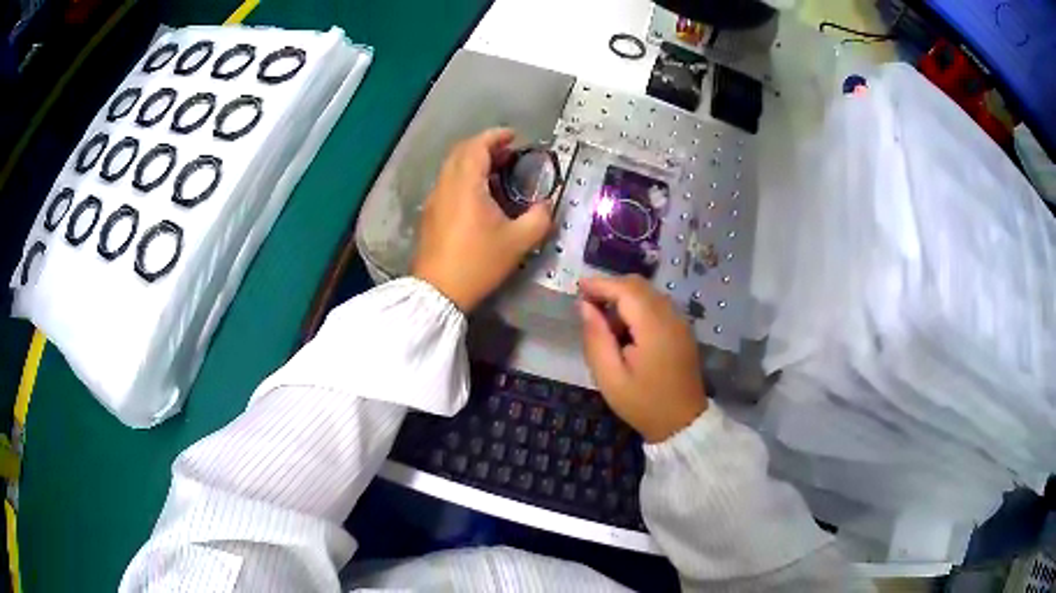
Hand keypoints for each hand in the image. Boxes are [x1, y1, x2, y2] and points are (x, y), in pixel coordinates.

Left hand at [412, 128, 552, 311]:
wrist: (439, 291)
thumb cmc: (478, 262)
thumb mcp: (518, 242)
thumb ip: (539, 218)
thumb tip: (546, 205)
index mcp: (466, 184)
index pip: (477, 146)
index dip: (496, 136)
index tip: (514, 136)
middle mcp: (446, 185)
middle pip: (461, 152)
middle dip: (485, 146)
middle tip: (509, 154)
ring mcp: (434, 199)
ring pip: (452, 167)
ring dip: (473, 162)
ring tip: (497, 173)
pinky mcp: (430, 214)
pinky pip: (447, 183)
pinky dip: (464, 177)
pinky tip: (480, 195)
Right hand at [578, 275, 708, 442]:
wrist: (682, 422)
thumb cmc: (643, 403)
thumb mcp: (610, 377)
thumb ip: (596, 338)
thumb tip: (585, 306)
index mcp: (654, 327)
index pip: (626, 290)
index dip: (600, 284)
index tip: (578, 288)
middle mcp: (671, 316)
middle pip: (638, 285)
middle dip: (611, 288)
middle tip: (588, 305)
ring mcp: (680, 321)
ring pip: (648, 293)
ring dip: (624, 298)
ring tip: (604, 321)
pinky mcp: (682, 329)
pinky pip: (657, 305)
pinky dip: (637, 306)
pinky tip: (625, 329)